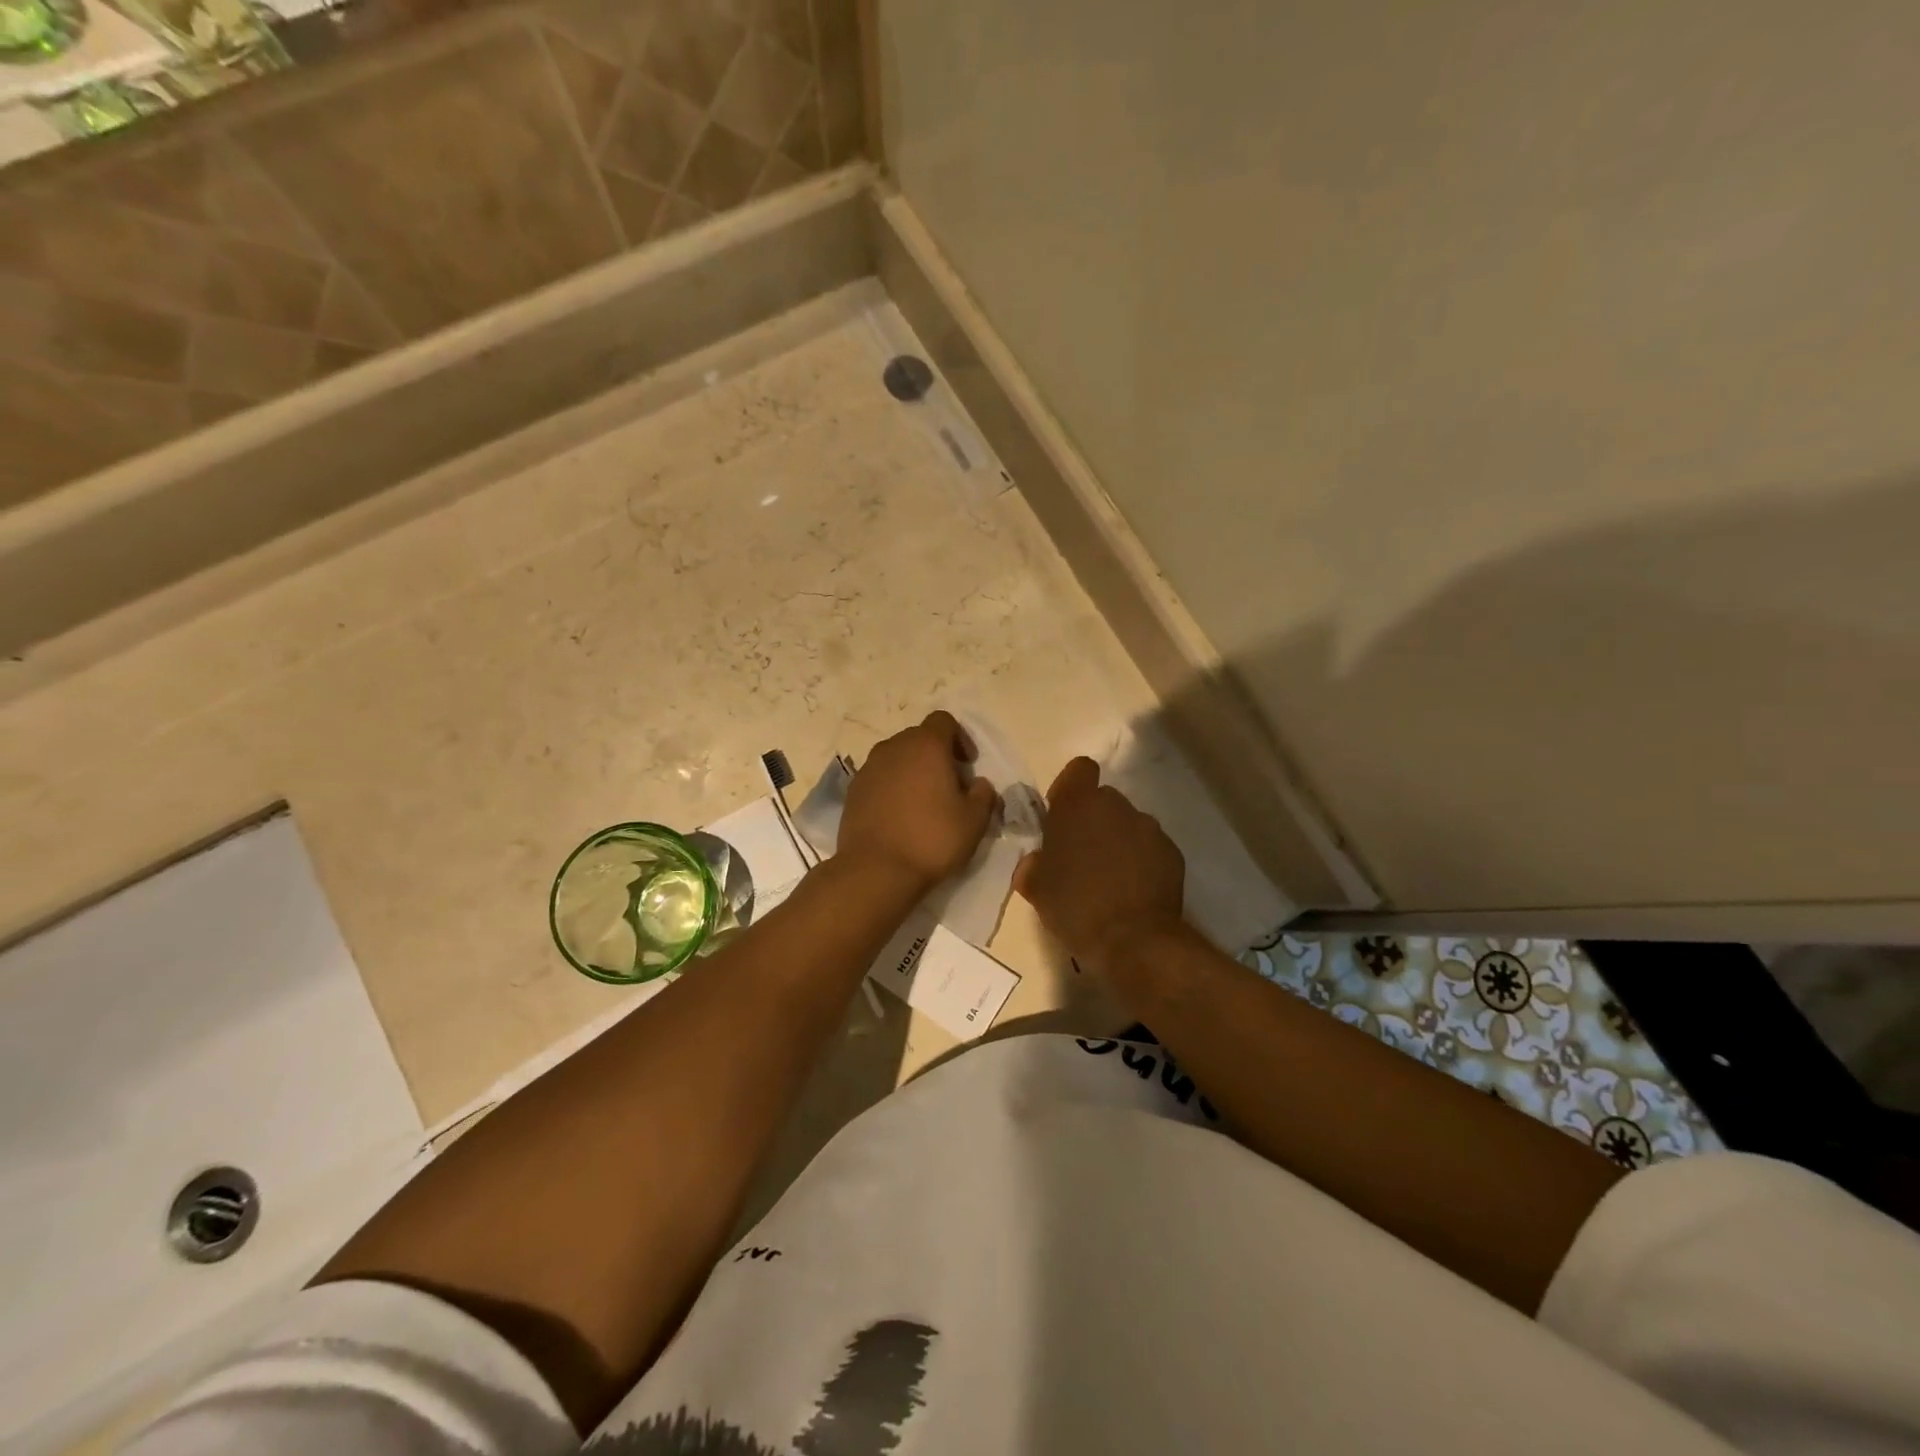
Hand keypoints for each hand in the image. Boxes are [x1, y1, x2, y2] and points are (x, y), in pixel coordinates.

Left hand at [838, 711, 998, 890]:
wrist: (875, 870)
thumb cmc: (931, 839)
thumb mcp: (974, 821)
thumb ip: (983, 795)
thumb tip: (978, 784)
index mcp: (925, 745)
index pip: (944, 721)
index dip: (960, 738)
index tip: (968, 765)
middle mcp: (893, 748)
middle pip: (919, 738)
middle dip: (936, 755)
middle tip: (949, 786)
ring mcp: (868, 768)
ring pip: (896, 758)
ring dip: (912, 771)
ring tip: (924, 802)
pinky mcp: (852, 791)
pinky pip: (879, 778)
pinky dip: (892, 788)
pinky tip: (900, 816)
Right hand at [1014, 757, 1185, 973]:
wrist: (1134, 941)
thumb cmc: (1075, 907)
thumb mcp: (1036, 888)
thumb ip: (1033, 864)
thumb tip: (1037, 861)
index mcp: (1078, 806)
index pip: (1079, 769)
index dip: (1069, 789)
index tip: (1062, 818)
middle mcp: (1117, 806)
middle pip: (1103, 800)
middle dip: (1092, 820)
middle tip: (1081, 856)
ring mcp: (1149, 828)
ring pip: (1127, 824)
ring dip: (1117, 841)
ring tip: (1110, 878)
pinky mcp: (1173, 853)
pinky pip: (1150, 848)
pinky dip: (1141, 861)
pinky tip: (1132, 891)